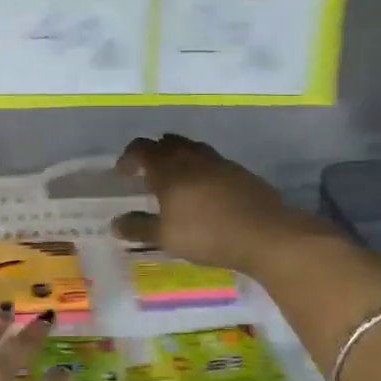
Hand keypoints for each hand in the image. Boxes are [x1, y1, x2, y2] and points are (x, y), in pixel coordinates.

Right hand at [113, 134, 330, 277]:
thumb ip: (139, 228)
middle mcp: (193, 158)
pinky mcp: (240, 172)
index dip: (129, 157)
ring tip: (175, 176)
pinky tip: (204, 189)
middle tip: (146, 170)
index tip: (122, 171)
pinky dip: (200, 167)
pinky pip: (212, 161)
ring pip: (192, 148)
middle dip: (154, 153)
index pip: (143, 149)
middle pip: (168, 143)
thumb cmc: (207, 235)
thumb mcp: (166, 238)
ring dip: (178, 156)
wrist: (265, 234)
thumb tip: (115, 223)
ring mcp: (219, 163)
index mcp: (170, 170)